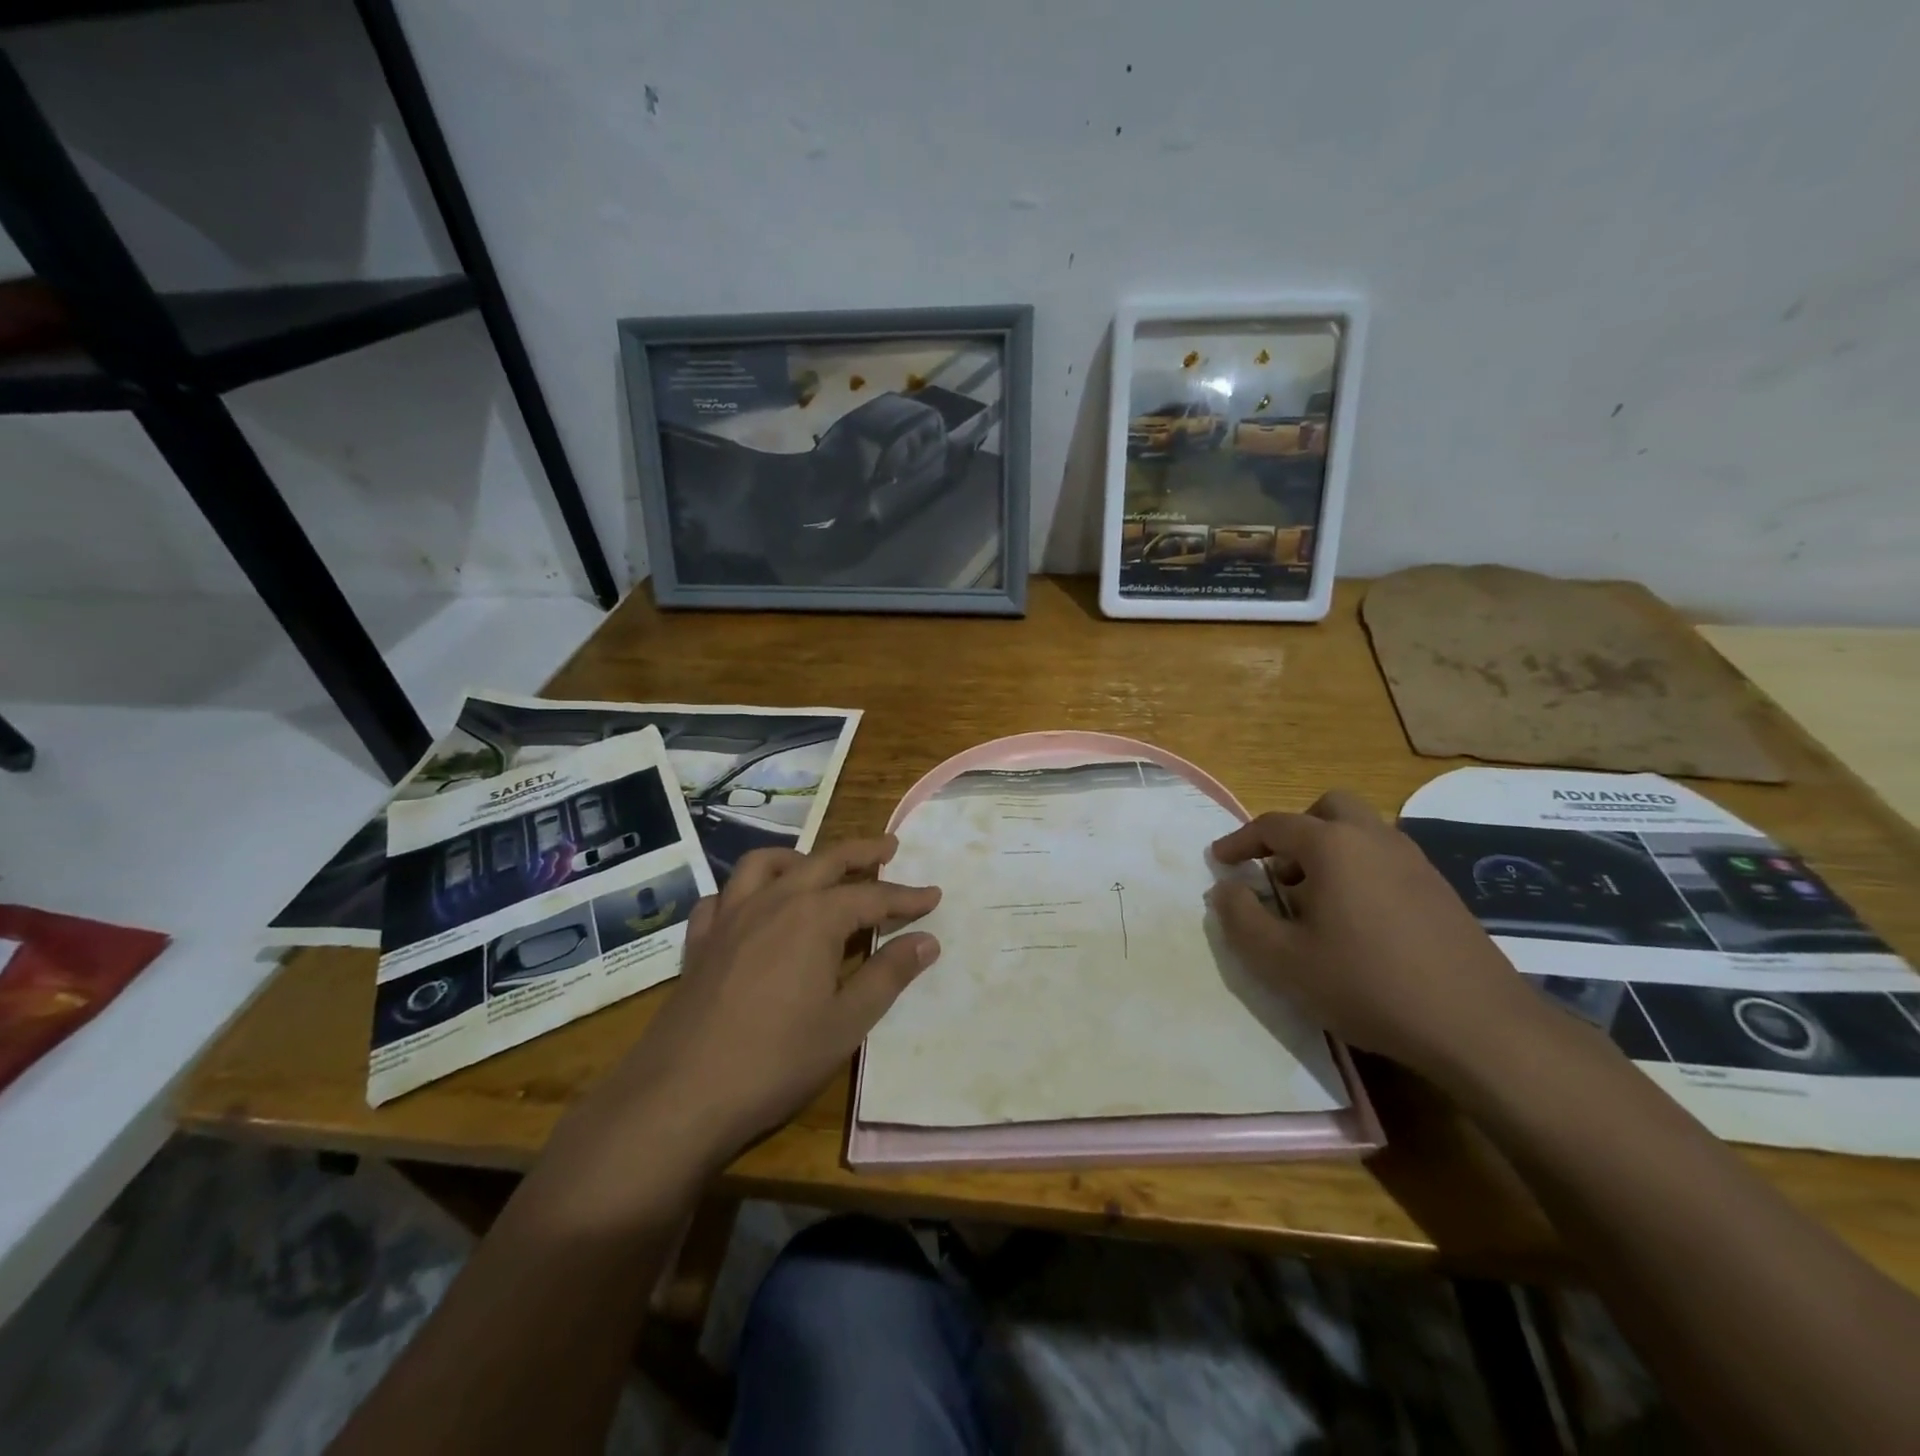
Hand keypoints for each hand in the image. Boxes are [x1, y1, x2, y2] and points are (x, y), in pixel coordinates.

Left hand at [614, 837, 940, 1160]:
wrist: (682, 1094)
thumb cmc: (776, 1059)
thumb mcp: (846, 1022)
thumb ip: (888, 975)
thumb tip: (926, 940)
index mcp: (815, 917)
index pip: (873, 897)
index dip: (906, 897)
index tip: (933, 896)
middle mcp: (774, 901)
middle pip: (825, 861)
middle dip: (861, 853)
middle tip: (888, 848)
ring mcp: (731, 916)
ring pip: (766, 864)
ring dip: (800, 857)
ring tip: (818, 867)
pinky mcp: (701, 940)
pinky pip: (723, 896)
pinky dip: (744, 890)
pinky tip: (753, 907)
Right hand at [1207, 790, 1544, 1082]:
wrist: (1479, 1026)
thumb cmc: (1367, 985)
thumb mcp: (1282, 961)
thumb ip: (1240, 919)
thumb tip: (1224, 889)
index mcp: (1332, 846)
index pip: (1274, 825)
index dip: (1240, 840)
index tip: (1220, 860)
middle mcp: (1374, 839)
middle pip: (1327, 808)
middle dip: (1295, 831)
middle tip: (1277, 870)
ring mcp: (1414, 861)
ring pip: (1361, 832)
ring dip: (1329, 851)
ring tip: (1313, 900)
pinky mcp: (1440, 889)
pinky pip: (1386, 859)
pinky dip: (1359, 870)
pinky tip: (1357, 921)